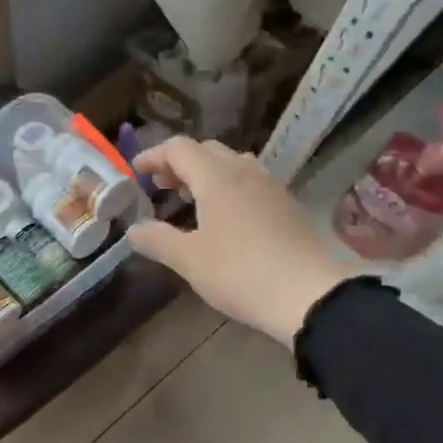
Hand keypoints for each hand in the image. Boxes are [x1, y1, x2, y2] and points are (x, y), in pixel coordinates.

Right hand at [126, 137, 351, 344]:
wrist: (309, 294)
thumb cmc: (240, 273)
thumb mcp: (190, 261)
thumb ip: (158, 240)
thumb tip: (134, 230)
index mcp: (216, 178)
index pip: (179, 149)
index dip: (153, 156)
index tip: (136, 172)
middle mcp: (245, 172)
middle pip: (207, 150)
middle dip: (180, 163)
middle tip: (161, 186)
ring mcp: (271, 186)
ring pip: (233, 164)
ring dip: (207, 173)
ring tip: (192, 198)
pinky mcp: (288, 205)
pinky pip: (251, 182)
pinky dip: (229, 187)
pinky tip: (227, 216)